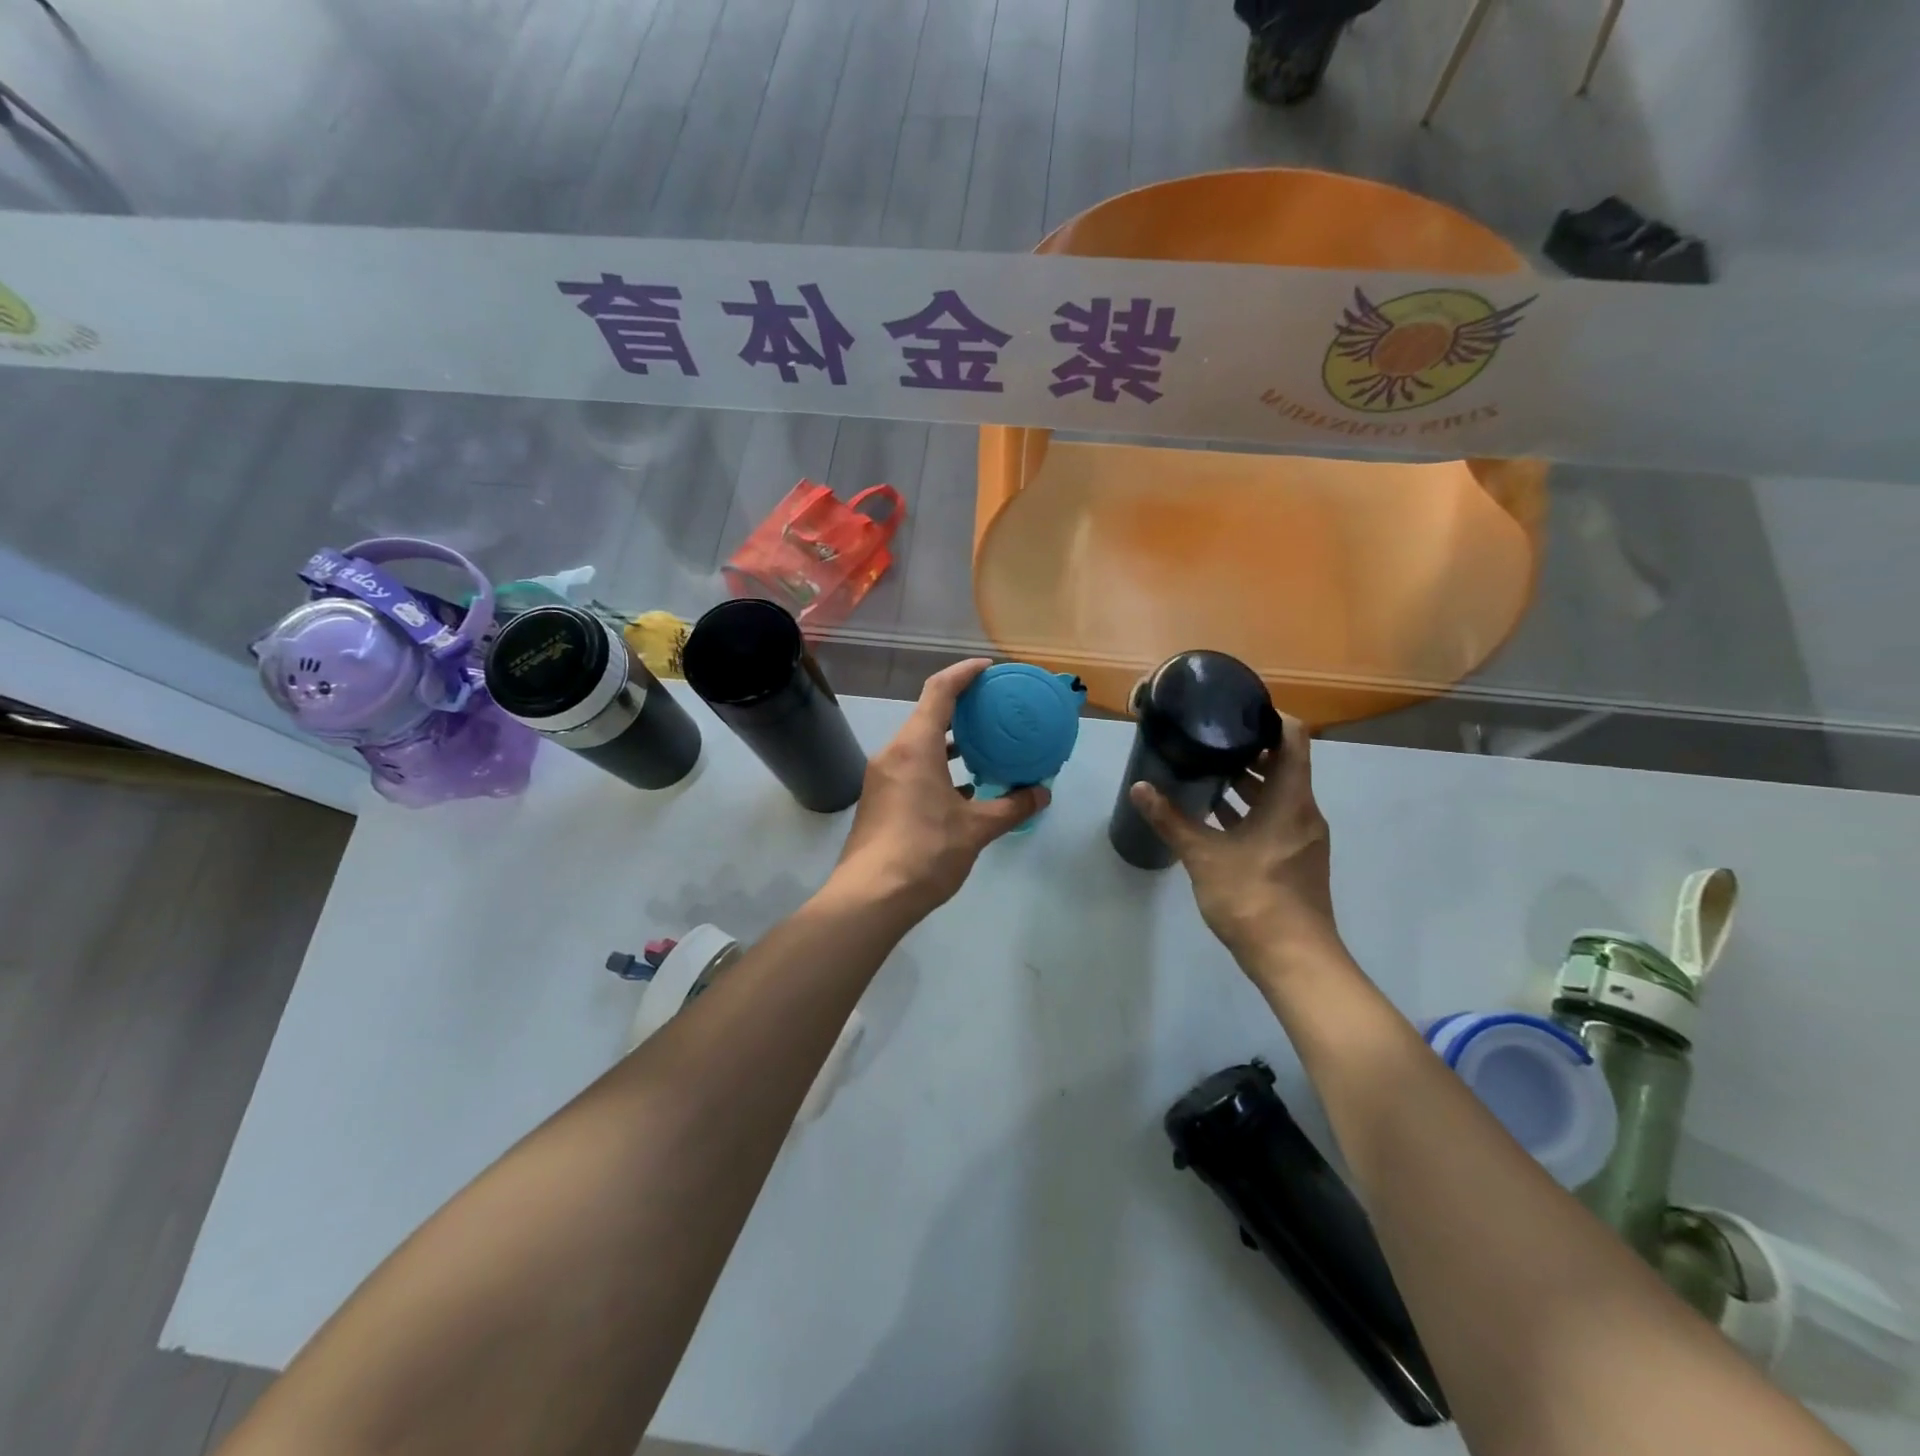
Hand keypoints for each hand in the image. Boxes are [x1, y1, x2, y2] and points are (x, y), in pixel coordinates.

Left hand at [828, 660, 1048, 919]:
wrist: (871, 897)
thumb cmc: (925, 852)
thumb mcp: (976, 828)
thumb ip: (1012, 807)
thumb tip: (1042, 794)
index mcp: (915, 746)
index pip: (940, 691)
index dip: (965, 673)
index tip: (990, 669)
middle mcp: (894, 752)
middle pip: (928, 714)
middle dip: (962, 707)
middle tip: (996, 708)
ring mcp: (883, 776)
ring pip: (920, 743)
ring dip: (951, 739)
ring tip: (986, 744)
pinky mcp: (880, 798)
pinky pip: (913, 766)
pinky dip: (939, 765)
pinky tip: (965, 787)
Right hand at [1128, 716, 1341, 963]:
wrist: (1293, 958)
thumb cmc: (1252, 897)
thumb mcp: (1203, 855)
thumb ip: (1171, 819)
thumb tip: (1140, 787)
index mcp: (1291, 800)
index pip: (1293, 739)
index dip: (1270, 718)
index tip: (1237, 710)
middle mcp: (1304, 812)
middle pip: (1284, 765)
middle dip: (1248, 750)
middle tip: (1209, 738)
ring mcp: (1303, 838)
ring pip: (1278, 795)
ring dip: (1248, 783)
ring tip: (1207, 771)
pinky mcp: (1296, 859)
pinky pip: (1276, 819)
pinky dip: (1251, 810)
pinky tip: (1217, 816)